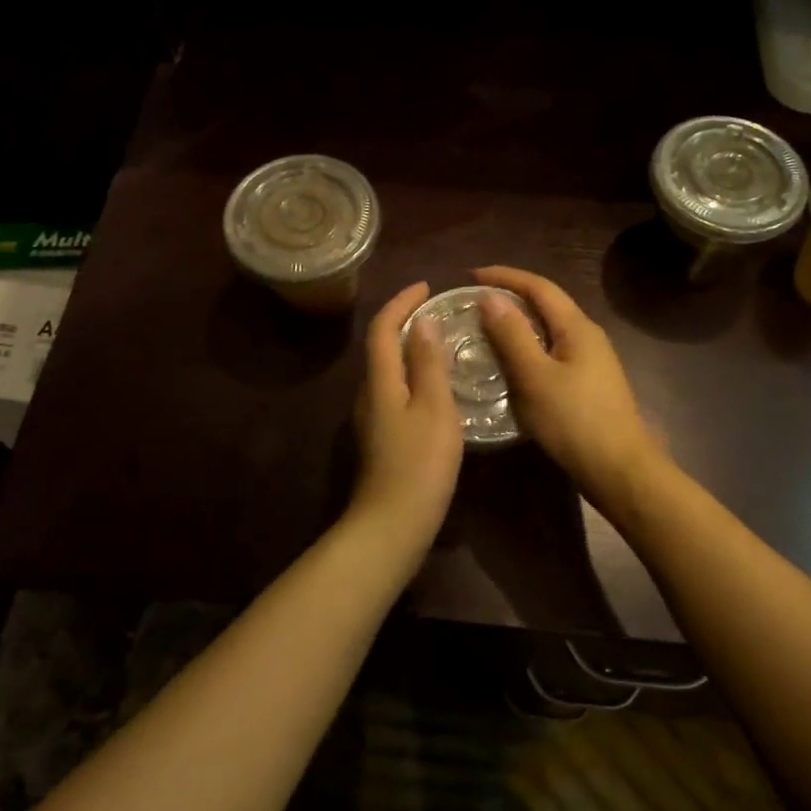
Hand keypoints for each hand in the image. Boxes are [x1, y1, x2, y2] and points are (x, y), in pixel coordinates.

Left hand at [349, 282, 464, 538]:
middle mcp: (369, 394)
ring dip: (409, 348)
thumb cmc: (419, 464)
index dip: (401, 302)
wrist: (392, 524)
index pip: (383, 328)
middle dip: (404, 321)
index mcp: (380, 381)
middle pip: (381, 346)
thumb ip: (428, 364)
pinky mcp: (381, 438)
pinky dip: (412, 374)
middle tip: (437, 310)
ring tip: (441, 342)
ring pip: (388, 370)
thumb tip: (422, 322)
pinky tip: (436, 386)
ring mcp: (372, 418)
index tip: (426, 286)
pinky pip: (395, 390)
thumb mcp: (434, 408)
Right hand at [474, 265, 664, 507]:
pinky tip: (510, 366)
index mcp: (577, 327)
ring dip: (517, 324)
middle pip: (546, 304)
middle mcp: (587, 336)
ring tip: (484, 331)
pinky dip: (526, 348)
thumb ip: (512, 335)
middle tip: (473, 303)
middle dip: (510, 297)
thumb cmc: (575, 421)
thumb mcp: (535, 377)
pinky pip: (551, 352)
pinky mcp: (587, 384)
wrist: (620, 471)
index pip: (538, 287)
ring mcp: (591, 361)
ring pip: (548, 330)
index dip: (505, 277)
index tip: (470, 276)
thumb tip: (490, 297)